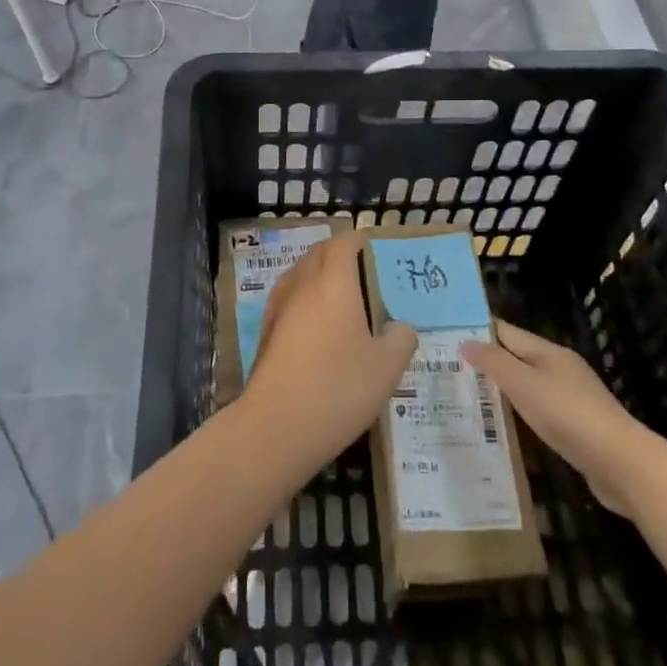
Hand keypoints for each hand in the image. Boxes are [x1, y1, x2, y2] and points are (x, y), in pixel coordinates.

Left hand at [244, 233, 417, 470]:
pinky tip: (316, 326)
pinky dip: (304, 299)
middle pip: (317, 254)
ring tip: (340, 295)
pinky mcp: (266, 333)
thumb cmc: (338, 387)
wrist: (277, 425)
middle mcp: (302, 286)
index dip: (358, 240)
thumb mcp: (387, 367)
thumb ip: (400, 339)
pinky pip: (288, 299)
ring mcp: (278, 309)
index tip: (373, 246)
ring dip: (317, 274)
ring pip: (299, 275)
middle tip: (361, 269)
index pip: (342, 243)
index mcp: (333, 283)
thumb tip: (400, 327)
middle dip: (337, 253)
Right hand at [462, 321, 644, 517]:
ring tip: (468, 399)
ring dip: (502, 392)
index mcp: (549, 353)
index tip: (447, 335)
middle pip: (518, 359)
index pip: (507, 332)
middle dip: (488, 363)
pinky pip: (540, 414)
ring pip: (528, 388)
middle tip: (450, 370)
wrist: (621, 464)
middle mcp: (561, 370)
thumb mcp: (524, 384)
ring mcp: (571, 399)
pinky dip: (520, 416)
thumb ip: (494, 362)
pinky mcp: (577, 428)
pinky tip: (504, 429)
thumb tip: (466, 342)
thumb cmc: (568, 415)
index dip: (479, 331)